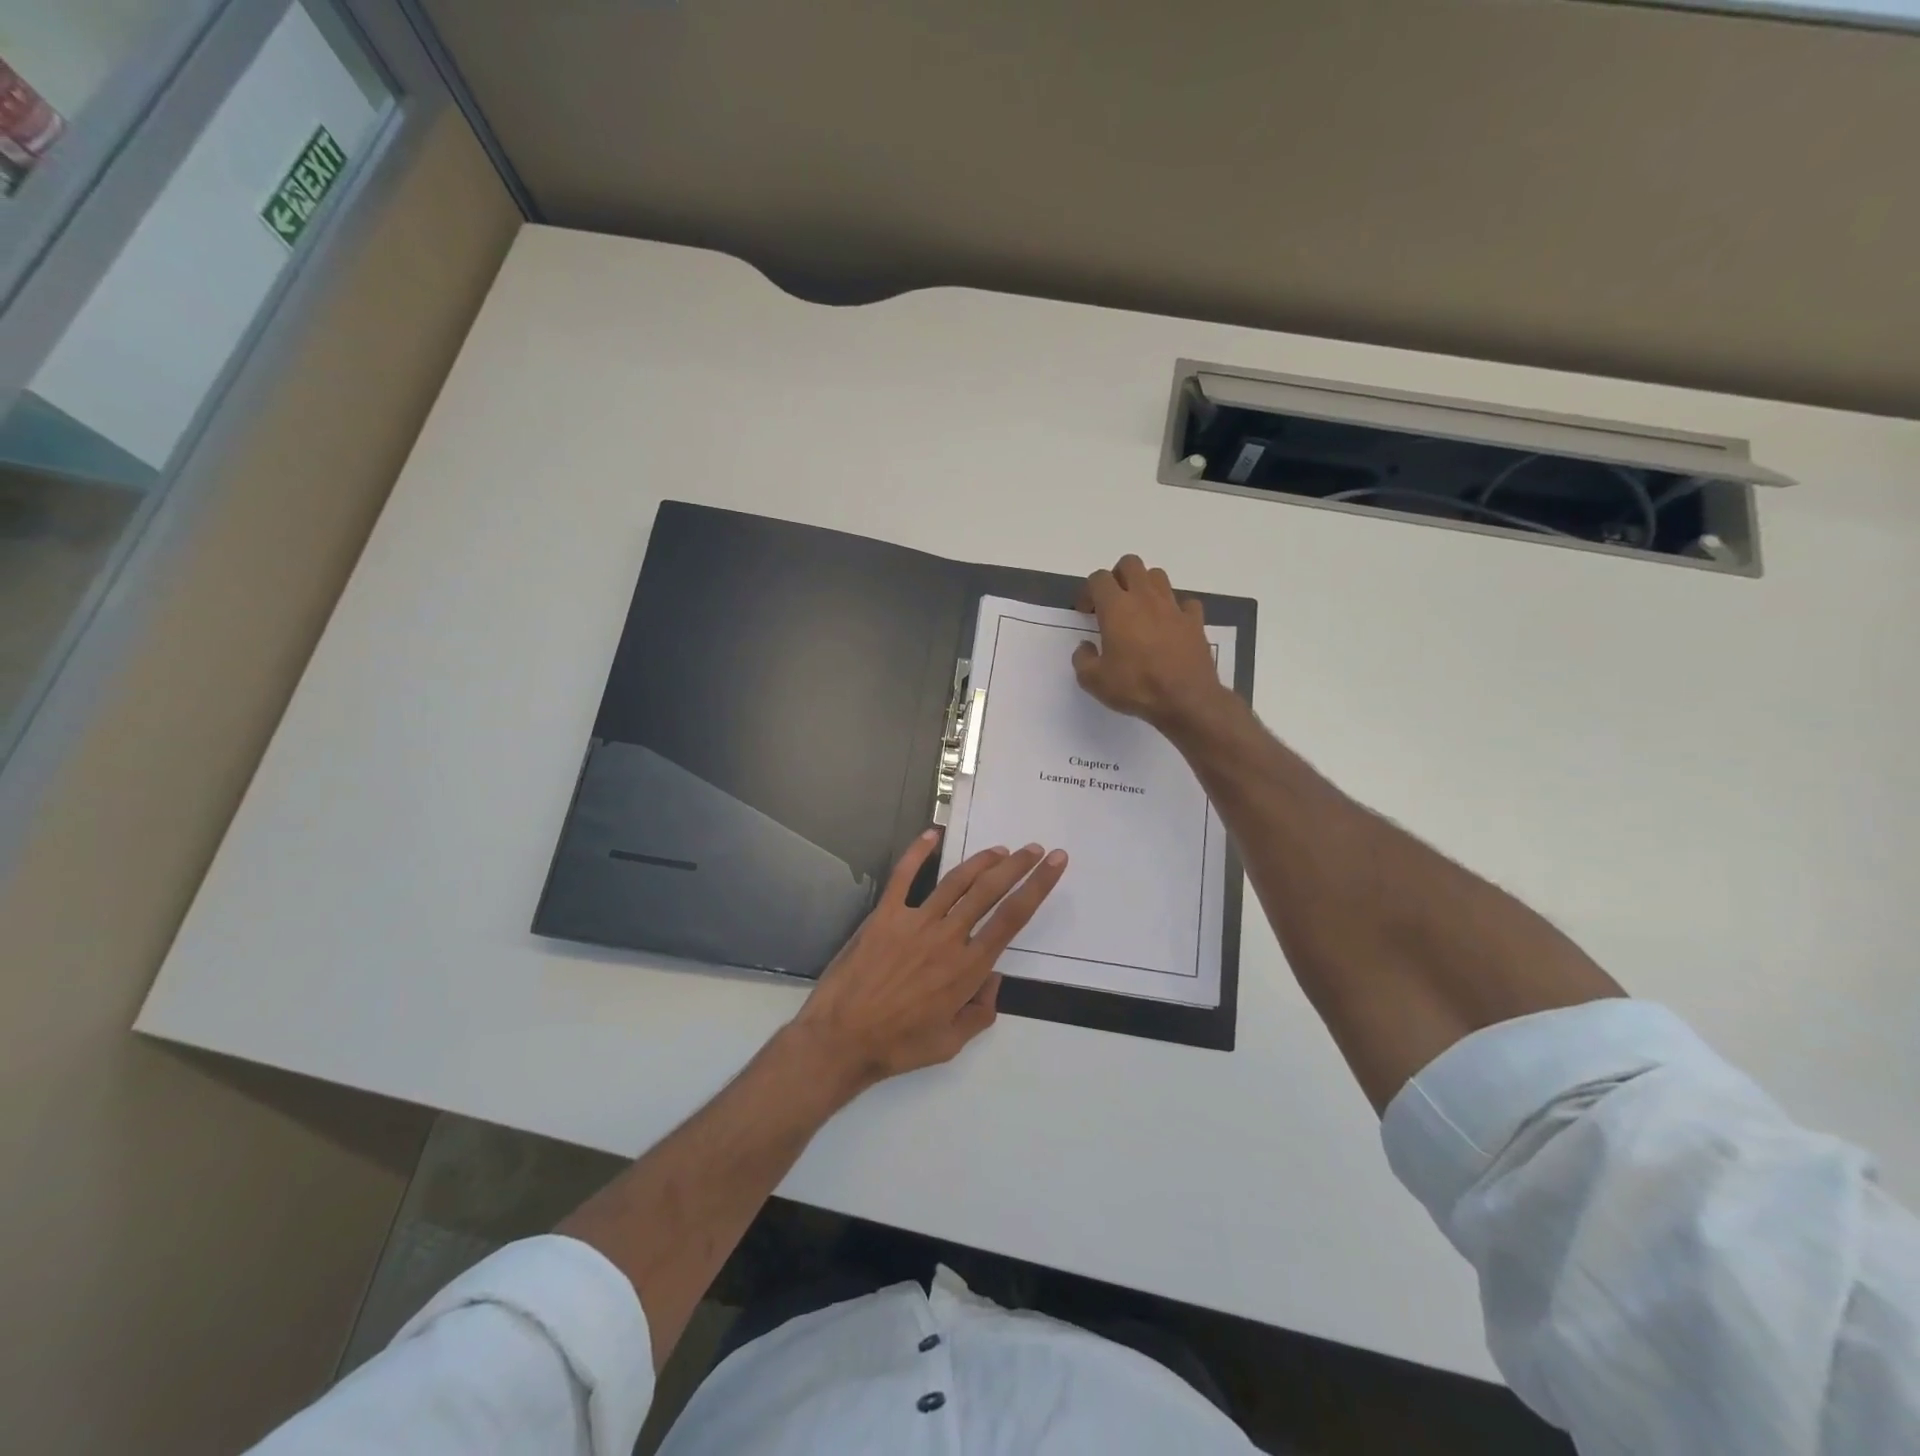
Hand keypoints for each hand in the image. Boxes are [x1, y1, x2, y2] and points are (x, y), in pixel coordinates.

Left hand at [791, 830, 1066, 1092]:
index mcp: (968, 968)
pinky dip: (918, 852)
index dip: (1038, 886)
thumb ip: (981, 1011)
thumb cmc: (899, 1045)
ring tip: (1000, 849)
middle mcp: (947, 937)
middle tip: (1034, 848)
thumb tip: (993, 978)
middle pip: (990, 891)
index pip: (1012, 918)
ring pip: (956, 881)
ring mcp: (914, 922)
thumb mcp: (952, 1042)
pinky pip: (903, 876)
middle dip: (1017, 866)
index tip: (1054, 863)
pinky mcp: (884, 915)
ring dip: (981, 861)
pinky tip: (932, 834)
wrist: (841, 1039)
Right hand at [1073, 554, 1224, 730]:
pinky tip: (1170, 626)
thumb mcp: (1094, 681)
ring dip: (1145, 586)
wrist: (1186, 699)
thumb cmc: (1136, 687)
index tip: (1086, 612)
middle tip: (1113, 602)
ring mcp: (1173, 607)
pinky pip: (1185, 603)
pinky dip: (1176, 610)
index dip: (1088, 591)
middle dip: (1118, 576)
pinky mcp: (1194, 621)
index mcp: (1117, 607)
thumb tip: (1085, 647)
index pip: (1098, 578)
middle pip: (1130, 564)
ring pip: (1158, 576)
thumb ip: (1083, 659)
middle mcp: (1145, 598)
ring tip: (1140, 610)